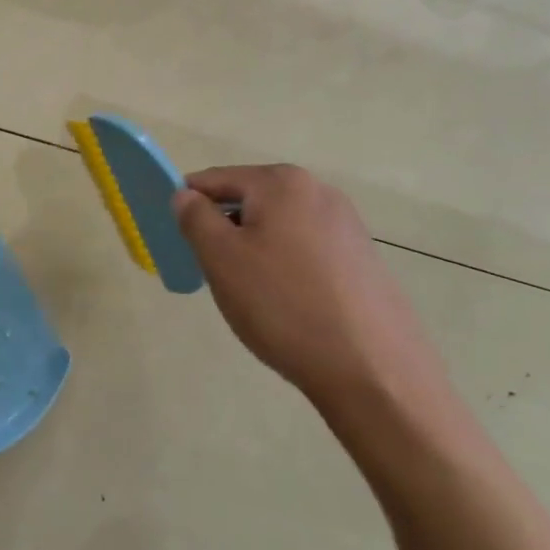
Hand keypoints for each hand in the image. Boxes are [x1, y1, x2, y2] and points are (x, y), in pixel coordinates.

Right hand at [172, 166, 449, 420]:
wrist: (372, 369)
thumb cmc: (283, 305)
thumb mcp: (221, 259)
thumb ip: (195, 218)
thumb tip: (185, 196)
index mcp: (281, 182)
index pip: (215, 180)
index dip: (188, 206)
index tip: (178, 242)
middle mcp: (318, 191)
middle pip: (249, 200)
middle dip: (224, 231)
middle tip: (213, 273)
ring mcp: (346, 224)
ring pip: (277, 227)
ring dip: (254, 250)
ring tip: (252, 295)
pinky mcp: (362, 258)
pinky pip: (305, 250)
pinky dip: (285, 267)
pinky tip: (286, 305)